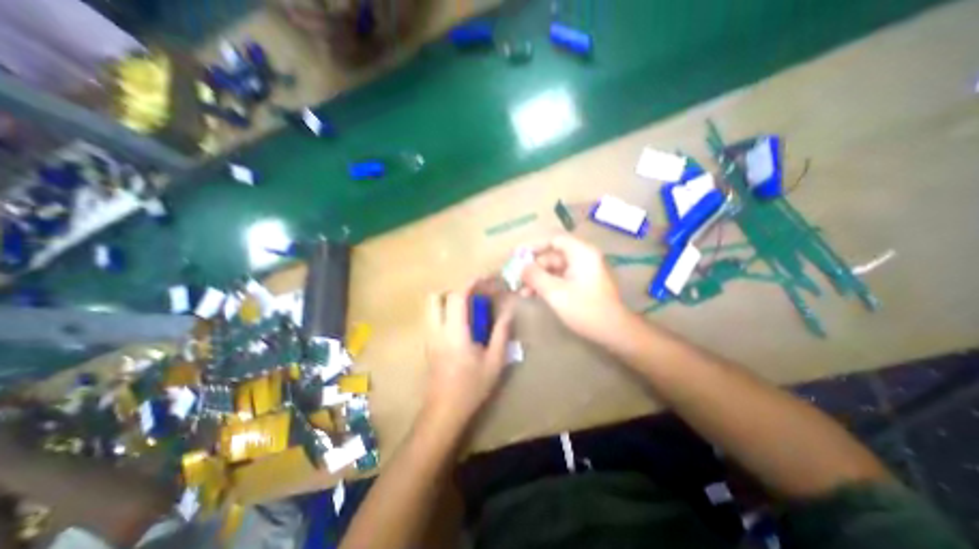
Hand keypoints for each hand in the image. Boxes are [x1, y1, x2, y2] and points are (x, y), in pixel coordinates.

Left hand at [421, 282, 512, 430]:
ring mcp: (428, 337)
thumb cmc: (472, 387)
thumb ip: (501, 332)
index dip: (470, 283)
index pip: (456, 297)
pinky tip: (461, 325)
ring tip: (468, 309)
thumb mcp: (494, 361)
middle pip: (435, 297)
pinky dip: (445, 312)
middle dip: (454, 290)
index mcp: (454, 333)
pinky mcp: (427, 344)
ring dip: (448, 300)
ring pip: (431, 307)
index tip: (484, 278)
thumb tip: (509, 309)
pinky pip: (433, 318)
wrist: (444, 412)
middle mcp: (436, 330)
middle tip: (473, 297)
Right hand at [518, 234, 625, 342]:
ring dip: (537, 278)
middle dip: (533, 267)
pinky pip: (560, 277)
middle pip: (552, 255)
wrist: (614, 331)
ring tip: (521, 291)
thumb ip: (535, 276)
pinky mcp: (581, 282)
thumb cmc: (585, 309)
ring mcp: (582, 270)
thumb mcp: (555, 292)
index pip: (553, 239)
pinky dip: (546, 284)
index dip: (533, 245)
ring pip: (554, 268)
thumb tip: (520, 267)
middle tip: (516, 278)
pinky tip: (532, 294)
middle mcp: (583, 257)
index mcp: (581, 252)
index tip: (516, 255)